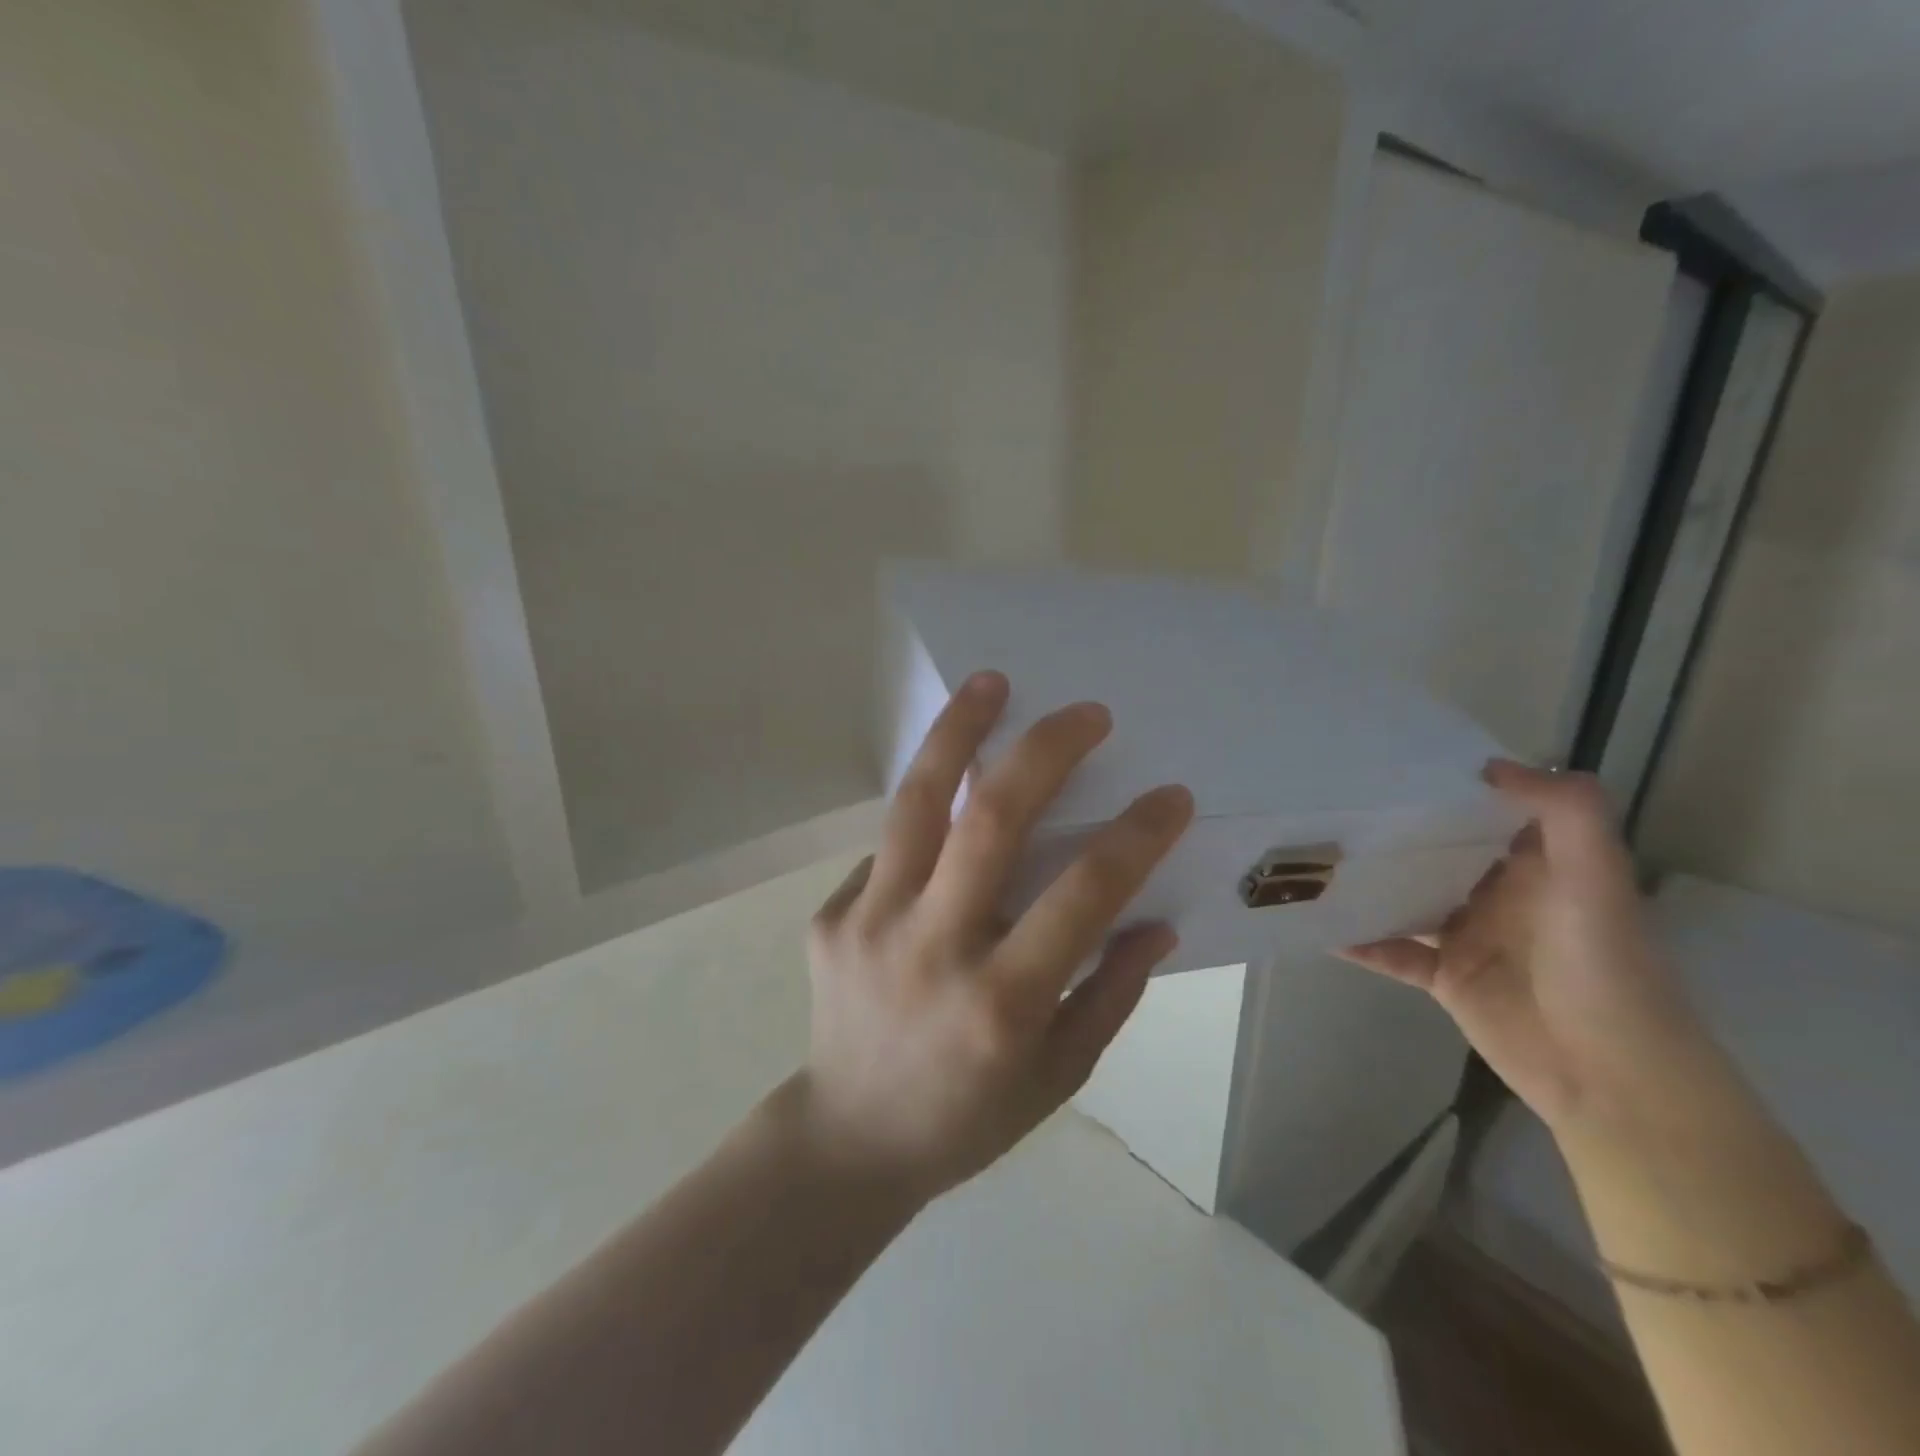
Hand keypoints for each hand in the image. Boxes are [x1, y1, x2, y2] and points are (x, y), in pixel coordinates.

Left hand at [799, 671, 1192, 1201]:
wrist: (847, 1138)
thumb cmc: (967, 1118)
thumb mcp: (1058, 1077)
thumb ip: (1110, 994)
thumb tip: (1154, 921)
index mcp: (1001, 1001)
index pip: (1081, 895)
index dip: (1134, 837)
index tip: (1169, 796)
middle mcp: (931, 947)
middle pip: (990, 820)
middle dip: (1045, 751)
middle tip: (1085, 713)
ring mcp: (869, 923)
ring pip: (916, 803)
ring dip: (959, 732)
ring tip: (990, 682)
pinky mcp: (831, 914)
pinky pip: (889, 847)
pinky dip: (924, 812)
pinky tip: (945, 797)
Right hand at [1342, 760, 1714, 1134]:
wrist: (1612, 1076)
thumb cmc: (1606, 969)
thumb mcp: (1597, 880)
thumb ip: (1565, 814)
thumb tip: (1489, 766)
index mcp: (1538, 864)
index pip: (1489, 810)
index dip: (1450, 784)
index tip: (1392, 760)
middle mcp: (1499, 893)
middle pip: (1438, 850)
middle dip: (1393, 829)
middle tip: (1332, 802)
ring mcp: (1469, 935)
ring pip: (1408, 897)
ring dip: (1369, 883)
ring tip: (1314, 858)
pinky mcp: (1445, 977)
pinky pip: (1391, 951)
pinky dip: (1359, 942)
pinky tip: (1320, 927)